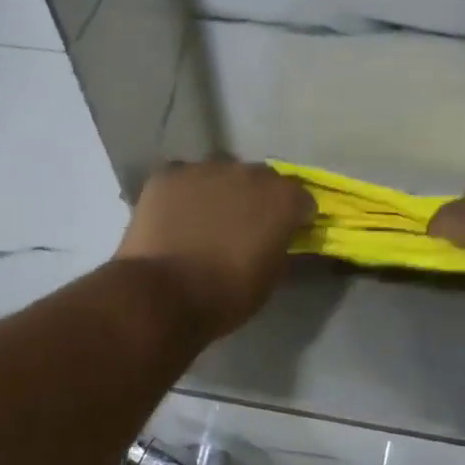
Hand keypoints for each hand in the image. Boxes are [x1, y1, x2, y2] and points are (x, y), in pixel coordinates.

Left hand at [114, 160, 315, 339]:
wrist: (164, 294)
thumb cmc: (226, 294)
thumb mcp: (270, 278)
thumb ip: (280, 247)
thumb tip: (279, 238)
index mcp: (282, 198)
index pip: (301, 198)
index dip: (295, 217)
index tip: (286, 234)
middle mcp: (248, 173)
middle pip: (261, 179)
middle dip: (257, 199)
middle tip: (243, 227)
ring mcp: (206, 169)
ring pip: (220, 175)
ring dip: (220, 192)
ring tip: (205, 220)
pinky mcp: (169, 174)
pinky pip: (184, 178)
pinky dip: (184, 193)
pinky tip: (175, 216)